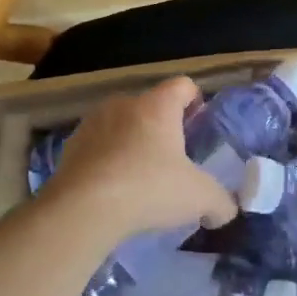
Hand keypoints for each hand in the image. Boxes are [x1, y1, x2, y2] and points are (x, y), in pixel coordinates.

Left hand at [38, 76, 240, 244]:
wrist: (82, 208)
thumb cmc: (148, 188)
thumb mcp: (198, 198)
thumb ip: (220, 202)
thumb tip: (226, 210)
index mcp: (158, 105)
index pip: (183, 85)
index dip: (195, 101)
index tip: (198, 125)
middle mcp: (124, 103)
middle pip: (150, 105)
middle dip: (162, 127)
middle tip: (172, 159)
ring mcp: (92, 122)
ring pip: (121, 124)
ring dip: (131, 143)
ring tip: (139, 177)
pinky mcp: (70, 146)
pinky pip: (96, 146)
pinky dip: (106, 160)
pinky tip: (112, 189)